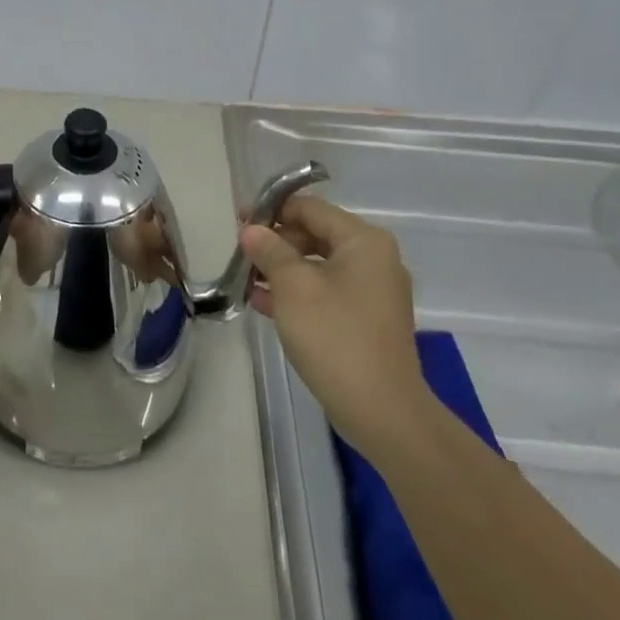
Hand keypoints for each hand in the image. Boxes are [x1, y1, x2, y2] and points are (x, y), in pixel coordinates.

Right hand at [240, 196, 431, 456]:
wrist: (382, 411)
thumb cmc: (335, 336)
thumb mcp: (293, 287)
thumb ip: (269, 251)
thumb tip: (252, 230)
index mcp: (363, 241)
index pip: (310, 208)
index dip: (271, 211)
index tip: (238, 222)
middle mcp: (374, 258)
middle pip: (315, 234)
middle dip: (276, 243)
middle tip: (241, 255)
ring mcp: (373, 292)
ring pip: (318, 266)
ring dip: (282, 270)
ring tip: (245, 279)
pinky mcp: (367, 320)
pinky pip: (327, 292)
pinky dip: (298, 293)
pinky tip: (263, 303)